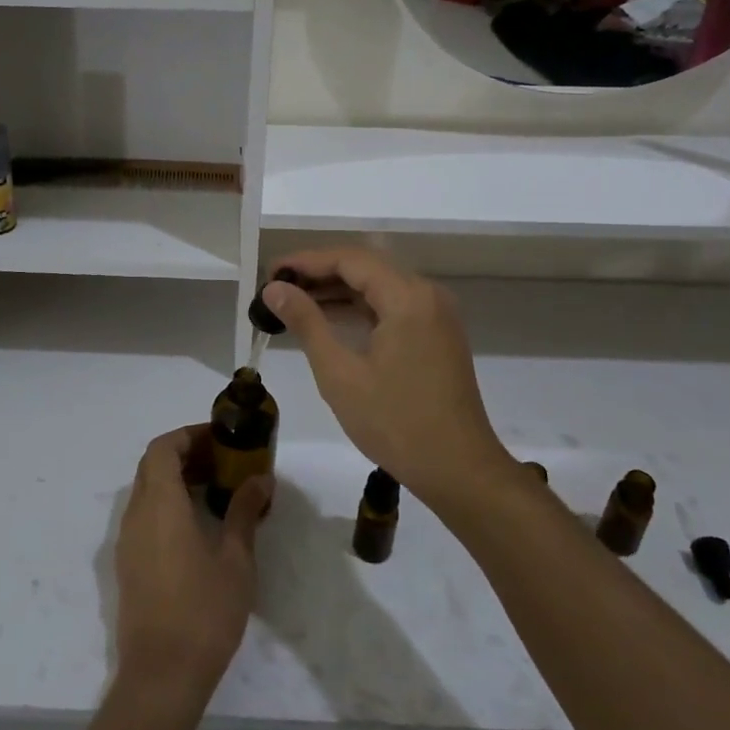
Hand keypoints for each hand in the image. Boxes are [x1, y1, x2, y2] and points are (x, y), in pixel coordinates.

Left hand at [113, 425, 270, 719]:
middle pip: (152, 465)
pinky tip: (196, 526)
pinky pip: (144, 515)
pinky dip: (166, 504)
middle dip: (184, 454)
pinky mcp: (128, 564)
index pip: (162, 448)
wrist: (161, 676)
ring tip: (214, 491)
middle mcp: (136, 514)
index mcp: (160, 504)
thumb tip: (261, 479)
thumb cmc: (203, 612)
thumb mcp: (235, 559)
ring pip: (146, 490)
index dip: (187, 435)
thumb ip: (244, 512)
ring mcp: (128, 540)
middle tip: (221, 462)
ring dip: (175, 480)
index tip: (219, 440)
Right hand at [263, 248, 505, 503]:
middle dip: (319, 273)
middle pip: (365, 266)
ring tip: (294, 302)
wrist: (459, 471)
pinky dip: (360, 307)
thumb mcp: (340, 374)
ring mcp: (436, 313)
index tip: (270, 273)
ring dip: (338, 290)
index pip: (349, 259)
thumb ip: (306, 322)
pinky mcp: (437, 333)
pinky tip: (329, 319)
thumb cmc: (396, 423)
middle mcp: (426, 294)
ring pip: (379, 285)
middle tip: (277, 287)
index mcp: (407, 297)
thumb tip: (274, 289)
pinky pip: (392, 305)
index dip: (306, 261)